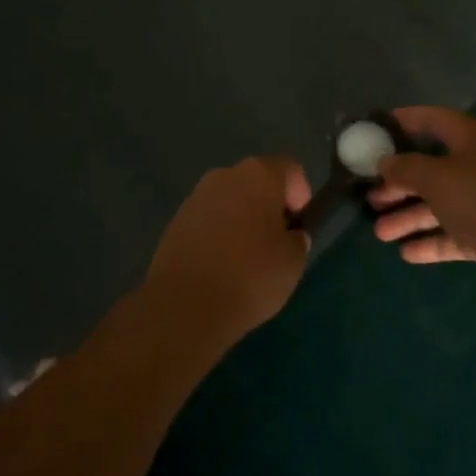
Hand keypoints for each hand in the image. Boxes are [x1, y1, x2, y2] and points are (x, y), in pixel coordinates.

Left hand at [145, 156, 310, 348]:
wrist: (185, 306)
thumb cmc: (250, 276)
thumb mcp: (293, 261)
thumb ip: (297, 240)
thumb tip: (288, 236)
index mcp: (259, 174)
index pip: (290, 169)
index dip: (301, 195)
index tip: (299, 227)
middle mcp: (225, 175)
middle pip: (257, 182)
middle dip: (269, 206)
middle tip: (276, 243)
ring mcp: (196, 196)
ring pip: (230, 200)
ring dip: (242, 220)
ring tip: (247, 259)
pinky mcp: (175, 221)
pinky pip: (208, 220)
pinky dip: (218, 235)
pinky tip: (220, 267)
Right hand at [370, 107, 475, 298]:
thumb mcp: (437, 178)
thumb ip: (406, 168)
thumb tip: (384, 161)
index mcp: (470, 139)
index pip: (431, 119)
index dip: (403, 121)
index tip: (373, 130)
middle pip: (431, 167)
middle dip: (399, 182)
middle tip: (369, 195)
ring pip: (440, 204)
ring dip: (410, 216)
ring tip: (379, 232)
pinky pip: (454, 233)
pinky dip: (431, 241)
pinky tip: (406, 253)